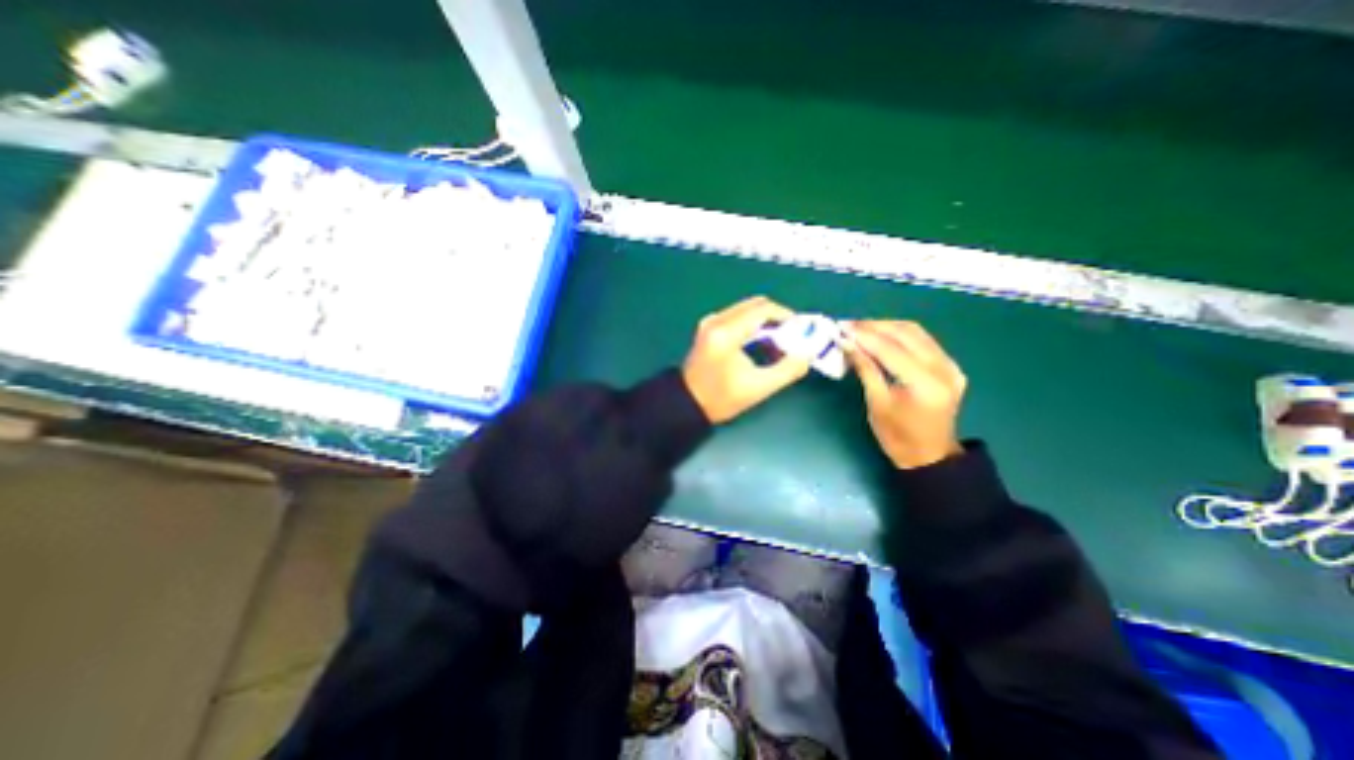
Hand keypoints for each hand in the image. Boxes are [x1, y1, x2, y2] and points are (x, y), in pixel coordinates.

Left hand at [683, 297, 808, 422]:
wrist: (687, 404)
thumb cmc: (721, 398)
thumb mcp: (759, 388)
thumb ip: (788, 370)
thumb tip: (807, 354)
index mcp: (727, 331)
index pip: (763, 309)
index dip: (786, 316)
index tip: (800, 330)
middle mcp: (716, 320)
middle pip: (755, 305)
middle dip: (777, 317)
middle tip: (791, 336)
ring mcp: (709, 323)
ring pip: (745, 310)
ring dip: (764, 321)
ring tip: (777, 342)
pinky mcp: (707, 329)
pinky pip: (736, 317)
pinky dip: (751, 324)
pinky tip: (759, 343)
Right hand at [842, 320, 967, 468]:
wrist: (930, 455)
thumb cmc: (897, 436)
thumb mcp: (876, 403)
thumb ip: (865, 369)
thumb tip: (847, 343)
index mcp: (925, 384)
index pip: (891, 349)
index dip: (864, 336)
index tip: (841, 328)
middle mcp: (943, 369)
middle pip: (906, 333)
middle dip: (874, 326)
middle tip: (848, 325)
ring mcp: (950, 365)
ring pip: (916, 332)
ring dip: (886, 326)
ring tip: (860, 328)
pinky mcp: (949, 365)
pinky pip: (923, 340)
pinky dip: (899, 334)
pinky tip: (881, 336)